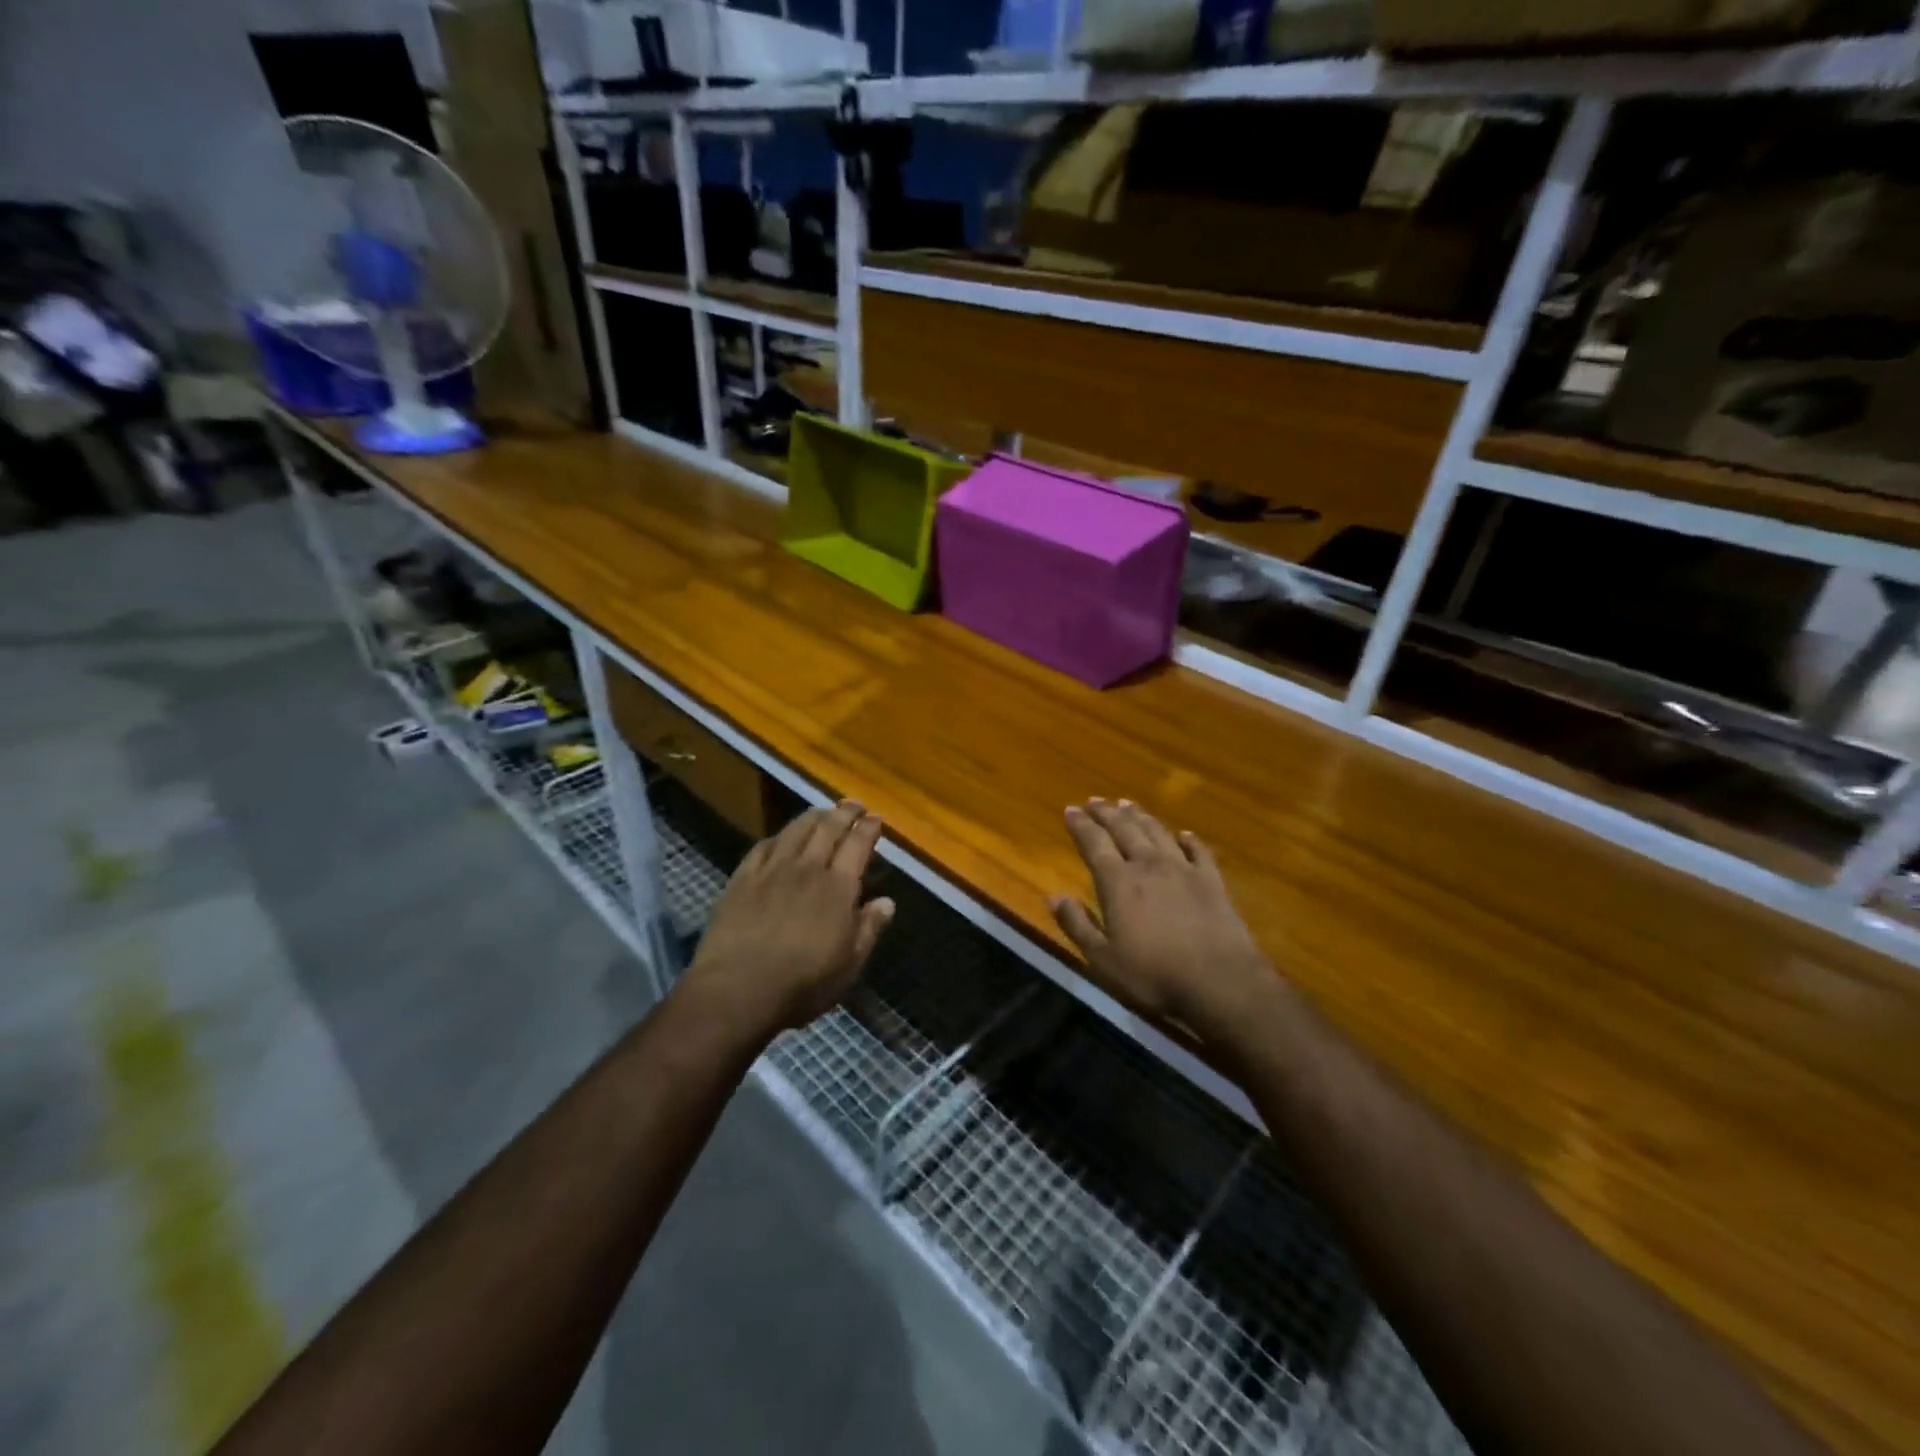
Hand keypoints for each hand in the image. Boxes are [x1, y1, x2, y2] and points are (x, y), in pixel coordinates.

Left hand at [680, 800, 895, 1040]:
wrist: (737, 989)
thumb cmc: (803, 983)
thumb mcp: (849, 964)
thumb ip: (869, 928)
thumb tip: (887, 901)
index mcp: (837, 887)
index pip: (858, 845)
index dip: (868, 829)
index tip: (875, 818)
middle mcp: (807, 869)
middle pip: (828, 829)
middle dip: (844, 813)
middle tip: (853, 804)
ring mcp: (771, 871)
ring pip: (795, 831)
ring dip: (812, 817)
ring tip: (821, 812)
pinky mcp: (742, 880)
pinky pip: (762, 847)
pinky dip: (777, 836)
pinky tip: (779, 837)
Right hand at [1050, 798, 1277, 1042]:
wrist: (1220, 982)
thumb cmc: (1154, 975)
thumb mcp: (1103, 959)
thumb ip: (1077, 925)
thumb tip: (1053, 897)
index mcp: (1118, 882)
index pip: (1094, 843)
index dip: (1080, 825)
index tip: (1070, 809)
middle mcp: (1148, 865)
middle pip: (1125, 829)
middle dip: (1107, 813)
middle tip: (1095, 800)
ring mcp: (1184, 869)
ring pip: (1158, 832)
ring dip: (1141, 817)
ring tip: (1128, 805)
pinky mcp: (1212, 881)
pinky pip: (1198, 851)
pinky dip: (1189, 839)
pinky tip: (1184, 834)